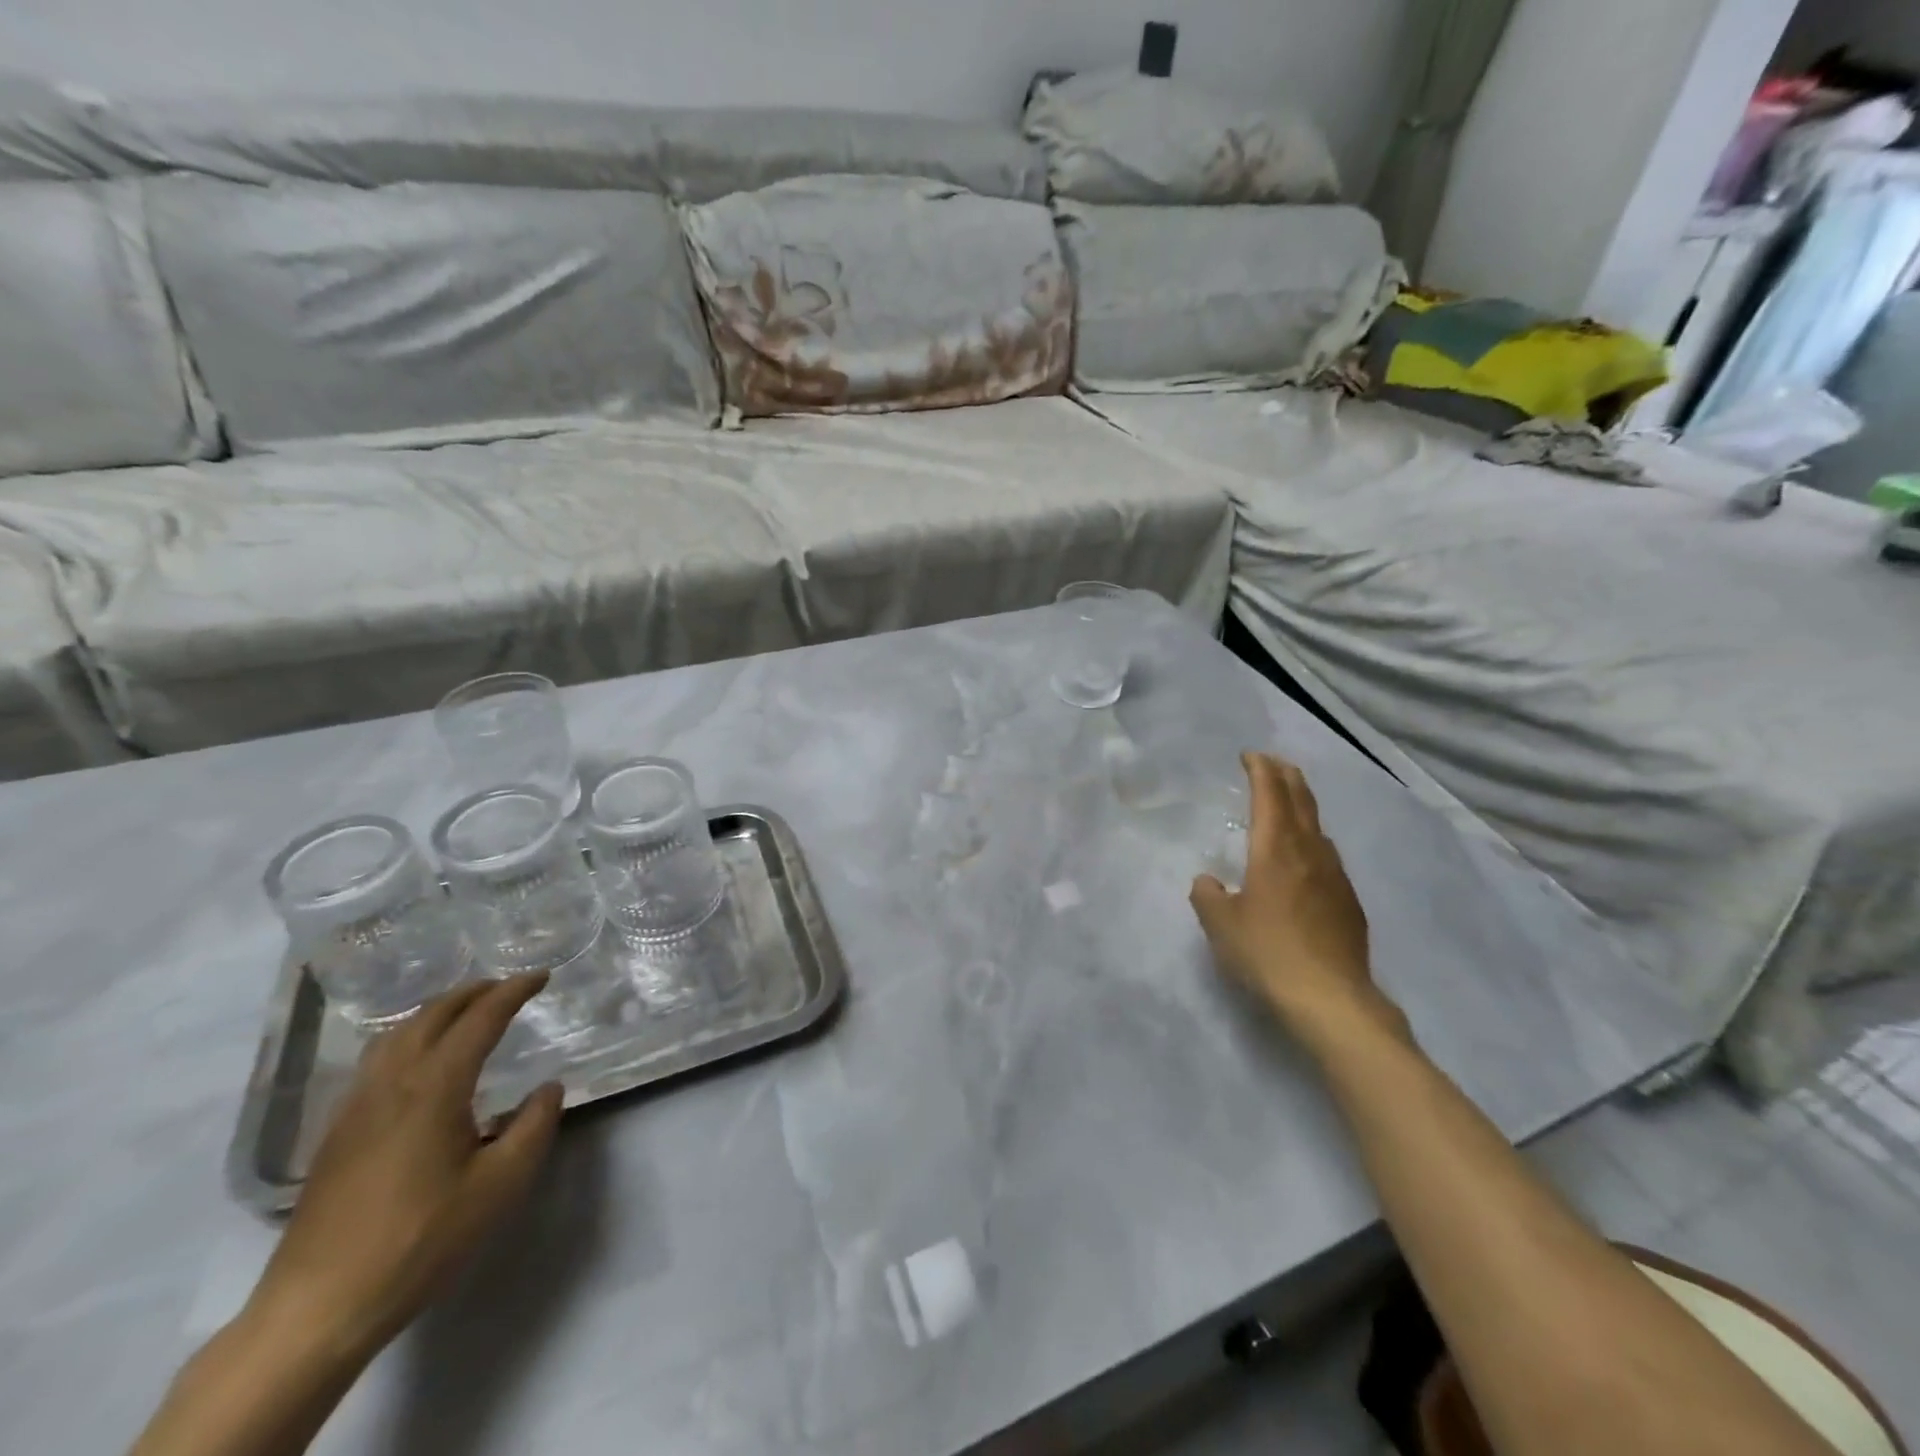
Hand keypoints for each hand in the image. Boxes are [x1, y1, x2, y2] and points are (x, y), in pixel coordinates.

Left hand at [246, 975, 564, 1363]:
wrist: (317, 1309)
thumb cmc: (420, 1240)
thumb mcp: (500, 1185)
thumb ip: (534, 1126)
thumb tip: (547, 1088)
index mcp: (434, 1086)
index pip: (480, 1019)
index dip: (513, 991)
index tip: (541, 977)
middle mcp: (391, 1083)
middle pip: (432, 1015)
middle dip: (473, 993)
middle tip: (507, 987)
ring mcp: (356, 1107)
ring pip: (396, 1035)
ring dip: (437, 1012)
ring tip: (465, 1014)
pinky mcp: (337, 1134)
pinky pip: (377, 1061)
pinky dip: (409, 1038)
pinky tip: (420, 1064)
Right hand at [1191, 753, 1401, 1044]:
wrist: (1331, 998)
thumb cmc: (1268, 953)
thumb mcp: (1221, 925)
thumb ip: (1208, 896)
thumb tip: (1209, 882)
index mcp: (1274, 849)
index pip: (1270, 795)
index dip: (1260, 770)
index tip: (1250, 755)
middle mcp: (1309, 852)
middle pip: (1301, 800)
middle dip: (1286, 775)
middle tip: (1272, 763)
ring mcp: (1335, 875)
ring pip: (1318, 826)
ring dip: (1302, 806)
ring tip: (1288, 805)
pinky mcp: (1348, 900)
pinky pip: (1328, 855)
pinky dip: (1312, 840)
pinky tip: (1306, 859)